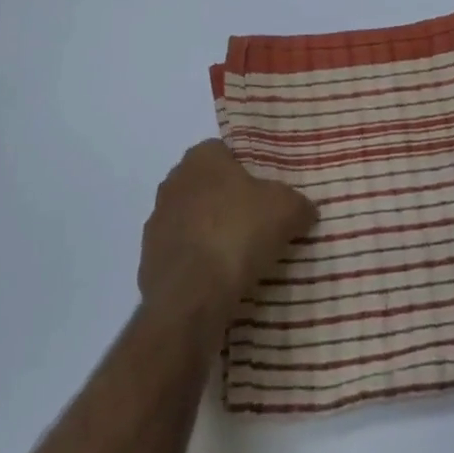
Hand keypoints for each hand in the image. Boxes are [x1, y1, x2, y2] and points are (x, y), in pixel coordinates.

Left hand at [138, 141, 316, 329]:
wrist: (191, 299)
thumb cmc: (238, 234)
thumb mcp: (286, 210)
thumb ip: (298, 203)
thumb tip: (305, 209)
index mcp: (201, 157)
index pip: (225, 152)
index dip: (246, 170)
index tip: (265, 194)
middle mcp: (173, 183)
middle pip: (207, 186)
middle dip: (226, 202)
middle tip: (256, 223)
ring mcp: (156, 224)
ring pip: (191, 221)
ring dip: (209, 234)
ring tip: (238, 258)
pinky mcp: (148, 263)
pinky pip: (180, 256)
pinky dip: (196, 265)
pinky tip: (217, 282)